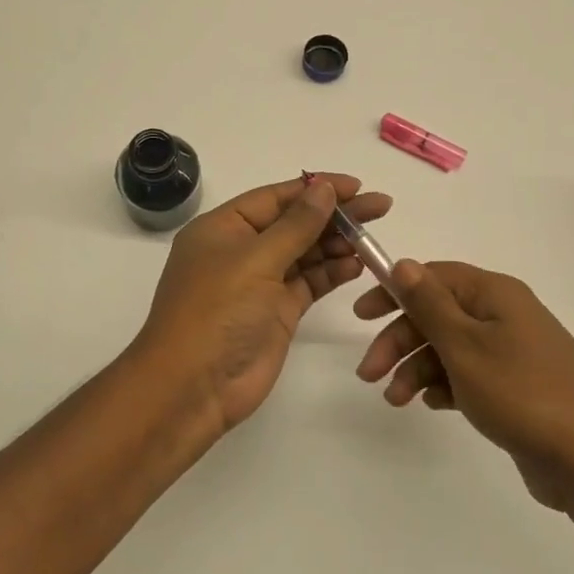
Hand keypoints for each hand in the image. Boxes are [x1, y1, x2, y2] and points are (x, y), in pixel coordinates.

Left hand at [137, 173, 393, 432]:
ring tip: (372, 238)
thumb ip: (296, 225)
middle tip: (380, 207)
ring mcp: (259, 283)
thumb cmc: (217, 313)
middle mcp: (240, 251)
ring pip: (304, 253)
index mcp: (223, 228)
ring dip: (336, 244)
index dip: (315, 188)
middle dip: (334, 215)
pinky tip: (358, 265)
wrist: (193, 388)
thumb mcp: (255, 261)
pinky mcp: (276, 312)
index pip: (275, 197)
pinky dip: (331, 273)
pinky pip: (308, 283)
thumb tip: (323, 188)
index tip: (356, 185)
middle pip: (293, 223)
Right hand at [354, 260, 573, 511]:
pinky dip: (445, 385)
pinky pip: (469, 375)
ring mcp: (513, 353)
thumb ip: (429, 304)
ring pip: (450, 348)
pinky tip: (431, 404)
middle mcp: (504, 316)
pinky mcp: (517, 388)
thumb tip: (403, 263)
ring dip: (417, 368)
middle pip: (438, 315)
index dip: (394, 292)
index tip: (361, 316)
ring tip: (397, 400)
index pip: (433, 277)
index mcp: (494, 294)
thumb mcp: (464, 345)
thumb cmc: (521, 393)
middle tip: (369, 374)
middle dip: (400, 341)